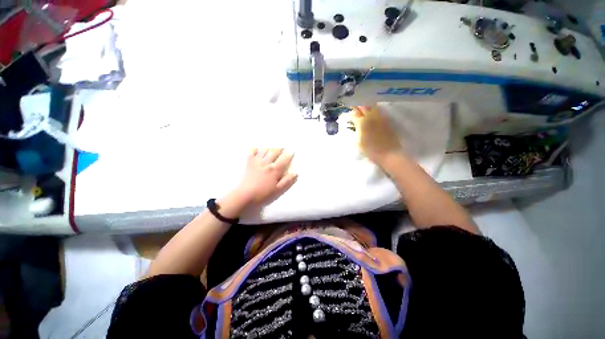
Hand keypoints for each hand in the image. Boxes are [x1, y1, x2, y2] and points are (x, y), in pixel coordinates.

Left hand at [235, 148, 297, 204]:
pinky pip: (252, 152)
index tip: (292, 151)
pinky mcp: (249, 162)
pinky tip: (257, 148)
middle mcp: (267, 162)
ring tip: (272, 146)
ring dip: (270, 147)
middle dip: (280, 148)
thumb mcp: (278, 190)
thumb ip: (287, 181)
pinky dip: (255, 148)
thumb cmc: (263, 194)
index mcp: (275, 169)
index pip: (284, 159)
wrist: (245, 195)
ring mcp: (257, 161)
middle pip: (274, 151)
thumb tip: (295, 173)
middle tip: (283, 147)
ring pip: (265, 150)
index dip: (289, 154)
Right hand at [351, 106, 403, 164]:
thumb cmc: (370, 150)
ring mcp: (380, 118)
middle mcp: (371, 117)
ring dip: (367, 106)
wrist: (388, 153)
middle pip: (364, 107)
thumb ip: (356, 131)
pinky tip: (373, 112)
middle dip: (358, 106)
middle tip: (355, 107)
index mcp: (362, 123)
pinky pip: (379, 111)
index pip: (354, 114)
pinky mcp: (387, 120)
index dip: (351, 113)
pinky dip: (374, 110)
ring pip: (372, 107)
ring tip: (363, 107)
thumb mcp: (358, 142)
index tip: (349, 113)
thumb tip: (355, 123)